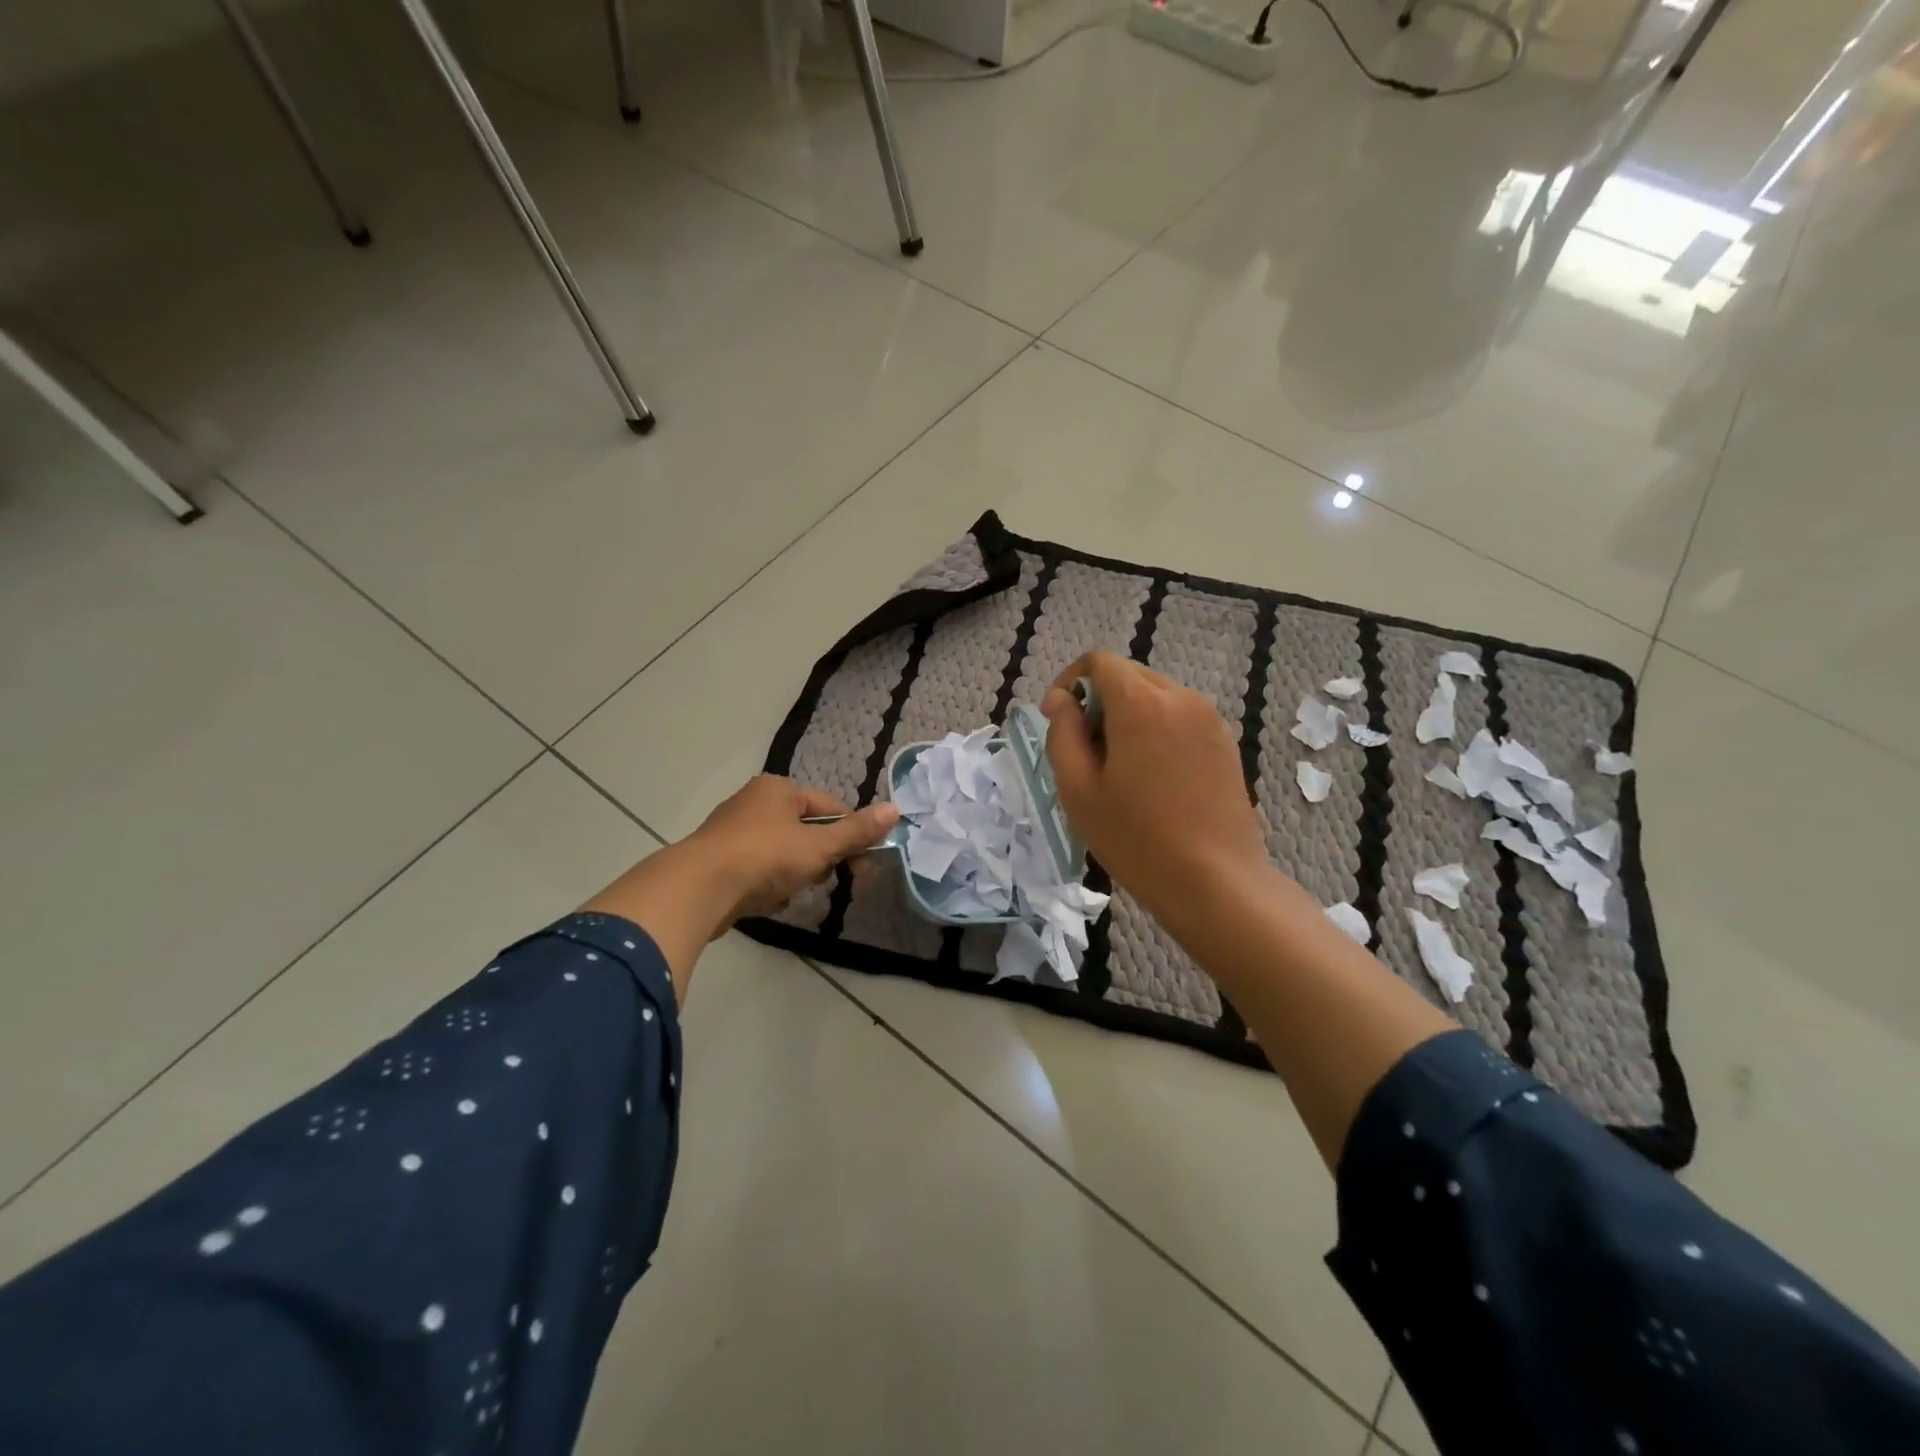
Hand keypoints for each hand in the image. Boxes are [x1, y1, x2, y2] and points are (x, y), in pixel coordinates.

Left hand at [580, 775, 896, 1002]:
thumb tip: (895, 809)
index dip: (848, 835)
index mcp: (778, 789)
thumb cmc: (765, 857)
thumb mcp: (819, 846)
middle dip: (819, 858)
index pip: (829, 807)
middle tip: (824, 880)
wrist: (698, 888)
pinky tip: (768, 901)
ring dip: (794, 875)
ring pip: (782, 853)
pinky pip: (758, 871)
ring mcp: (732, 832)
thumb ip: (857, 832)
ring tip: (790, 892)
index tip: (861, 864)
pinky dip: (768, 885)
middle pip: (805, 831)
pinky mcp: (718, 861)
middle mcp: (753, 802)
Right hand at [1042, 652, 1268, 926]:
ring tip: (1120, 769)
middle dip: (1099, 701)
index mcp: (1141, 703)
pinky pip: (1181, 718)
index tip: (1059, 719)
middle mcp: (1180, 698)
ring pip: (1156, 697)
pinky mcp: (1225, 742)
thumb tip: (1061, 700)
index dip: (1070, 681)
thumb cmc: (1136, 839)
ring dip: (1129, 716)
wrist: (1216, 882)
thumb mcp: (1079, 790)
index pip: (1099, 662)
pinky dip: (1157, 730)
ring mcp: (1209, 719)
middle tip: (1086, 752)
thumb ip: (1062, 734)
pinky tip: (1153, 779)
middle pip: (1129, 676)